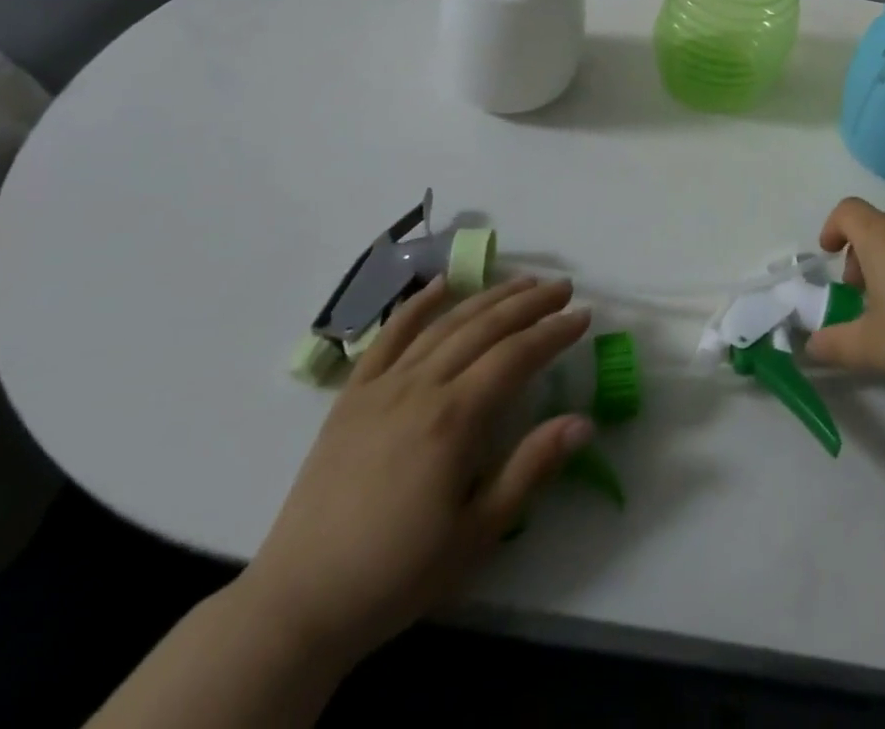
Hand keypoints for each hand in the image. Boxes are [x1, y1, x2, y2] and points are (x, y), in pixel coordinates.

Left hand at [235, 276, 591, 665]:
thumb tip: (583, 421)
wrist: (300, 601)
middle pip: (485, 328)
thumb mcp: (477, 533)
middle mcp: (421, 387)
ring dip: (487, 297)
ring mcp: (383, 386)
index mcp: (454, 419)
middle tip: (562, 288)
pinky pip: (389, 336)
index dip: (553, 332)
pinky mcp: (353, 395)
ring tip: (522, 282)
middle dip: (529, 304)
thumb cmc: (399, 572)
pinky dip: (418, 305)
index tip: (584, 315)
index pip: (516, 356)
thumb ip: (531, 468)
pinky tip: (441, 284)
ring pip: (445, 324)